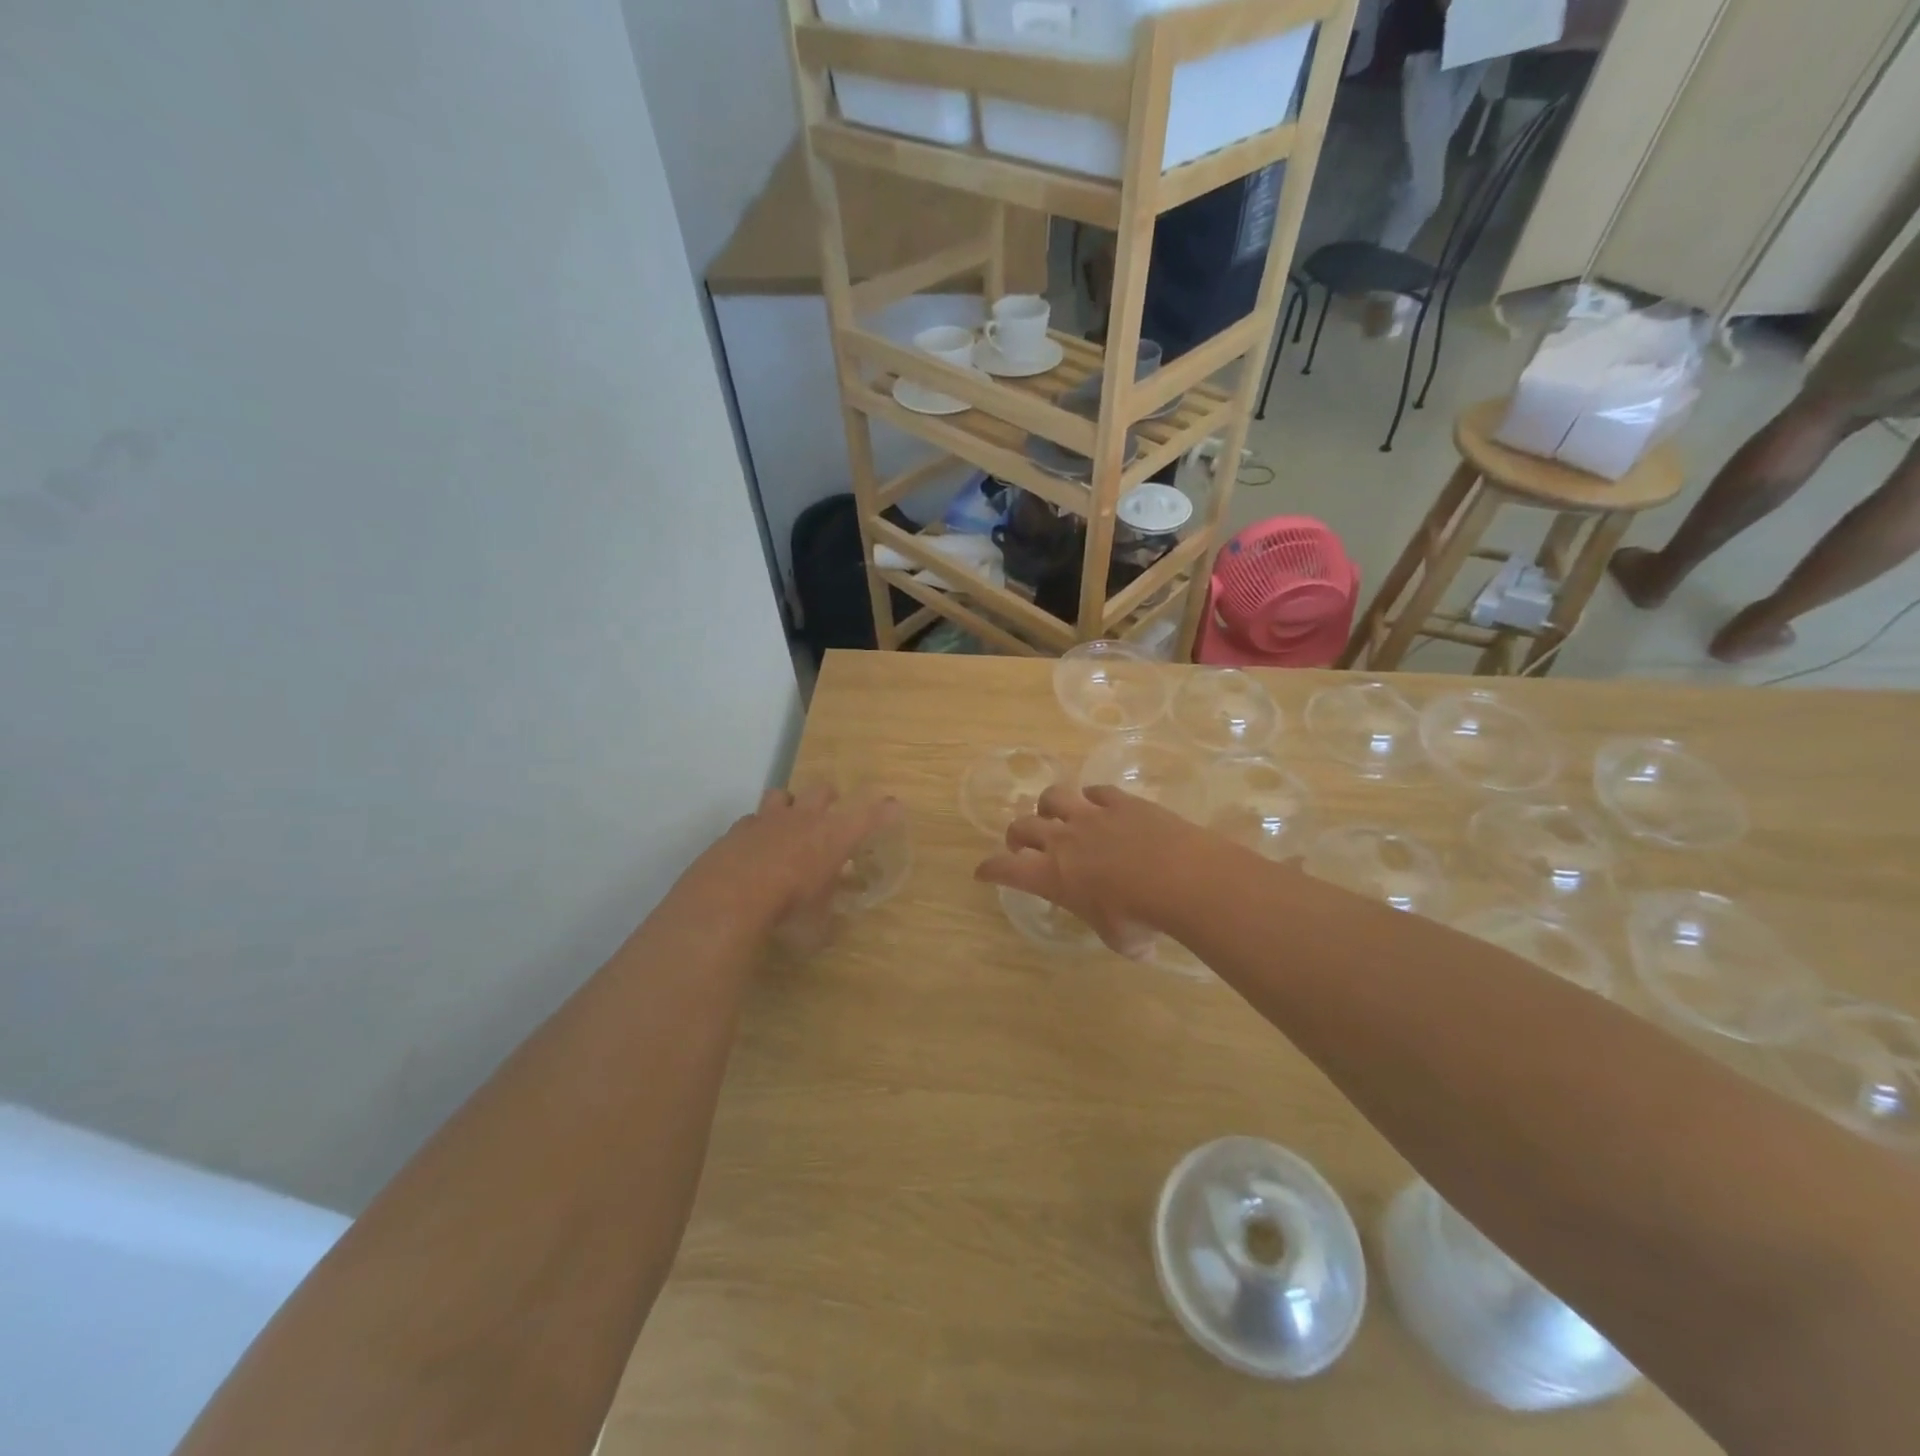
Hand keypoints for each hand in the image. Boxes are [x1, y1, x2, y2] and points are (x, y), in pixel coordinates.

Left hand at [683, 786, 903, 953]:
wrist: (728, 898)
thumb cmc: (787, 911)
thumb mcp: (816, 928)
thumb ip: (825, 921)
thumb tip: (829, 927)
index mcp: (834, 837)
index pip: (870, 816)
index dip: (885, 811)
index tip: (894, 806)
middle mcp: (804, 819)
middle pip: (823, 790)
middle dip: (829, 798)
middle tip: (830, 812)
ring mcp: (767, 819)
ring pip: (782, 794)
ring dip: (788, 805)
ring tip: (786, 823)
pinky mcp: (736, 830)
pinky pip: (751, 820)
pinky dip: (756, 830)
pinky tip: (753, 848)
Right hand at [974, 783, 1206, 955]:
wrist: (1180, 877)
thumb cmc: (1141, 917)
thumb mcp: (1121, 940)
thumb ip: (1115, 934)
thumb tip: (1136, 945)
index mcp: (1052, 876)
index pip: (1005, 869)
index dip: (990, 869)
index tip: (982, 872)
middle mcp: (1062, 840)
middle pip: (1023, 826)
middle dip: (1016, 835)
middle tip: (1022, 844)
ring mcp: (1091, 815)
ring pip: (1053, 796)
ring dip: (1049, 806)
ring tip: (1056, 814)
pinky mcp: (1121, 801)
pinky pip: (1097, 791)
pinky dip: (1093, 797)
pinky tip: (1100, 804)